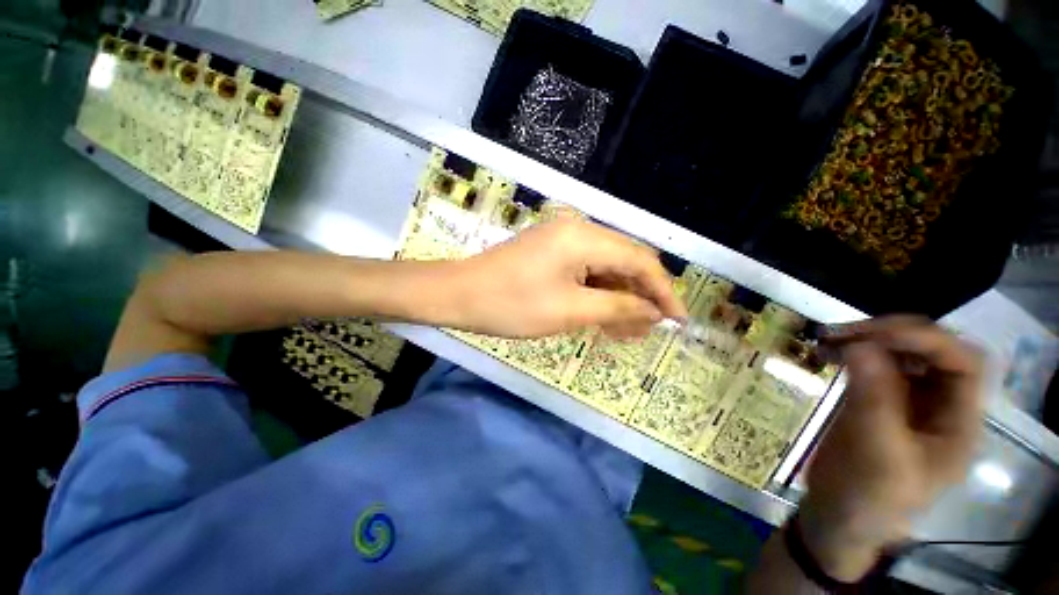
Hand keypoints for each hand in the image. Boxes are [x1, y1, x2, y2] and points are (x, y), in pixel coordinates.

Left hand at [435, 216, 686, 337]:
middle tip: (648, 330)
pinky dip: (597, 294)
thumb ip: (617, 307)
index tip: (677, 321)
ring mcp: (562, 240)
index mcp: (584, 237)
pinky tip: (603, 317)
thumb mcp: (569, 310)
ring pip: (604, 269)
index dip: (663, 291)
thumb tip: (654, 311)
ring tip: (627, 331)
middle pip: (624, 262)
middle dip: (640, 296)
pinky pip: (585, 272)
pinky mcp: (551, 254)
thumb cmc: (510, 304)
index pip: (639, 260)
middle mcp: (578, 230)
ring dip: (618, 298)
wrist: (458, 295)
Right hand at [800, 316, 983, 581]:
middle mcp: (939, 405)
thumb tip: (858, 345)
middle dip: (893, 335)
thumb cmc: (868, 496)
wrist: (837, 515)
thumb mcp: (877, 453)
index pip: (962, 363)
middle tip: (844, 334)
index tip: (875, 336)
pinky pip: (873, 364)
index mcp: (957, 423)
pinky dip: (853, 352)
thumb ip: (874, 398)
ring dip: (868, 340)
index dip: (928, 340)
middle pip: (933, 351)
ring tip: (829, 339)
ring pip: (901, 353)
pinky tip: (827, 352)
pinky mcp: (877, 400)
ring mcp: (907, 401)